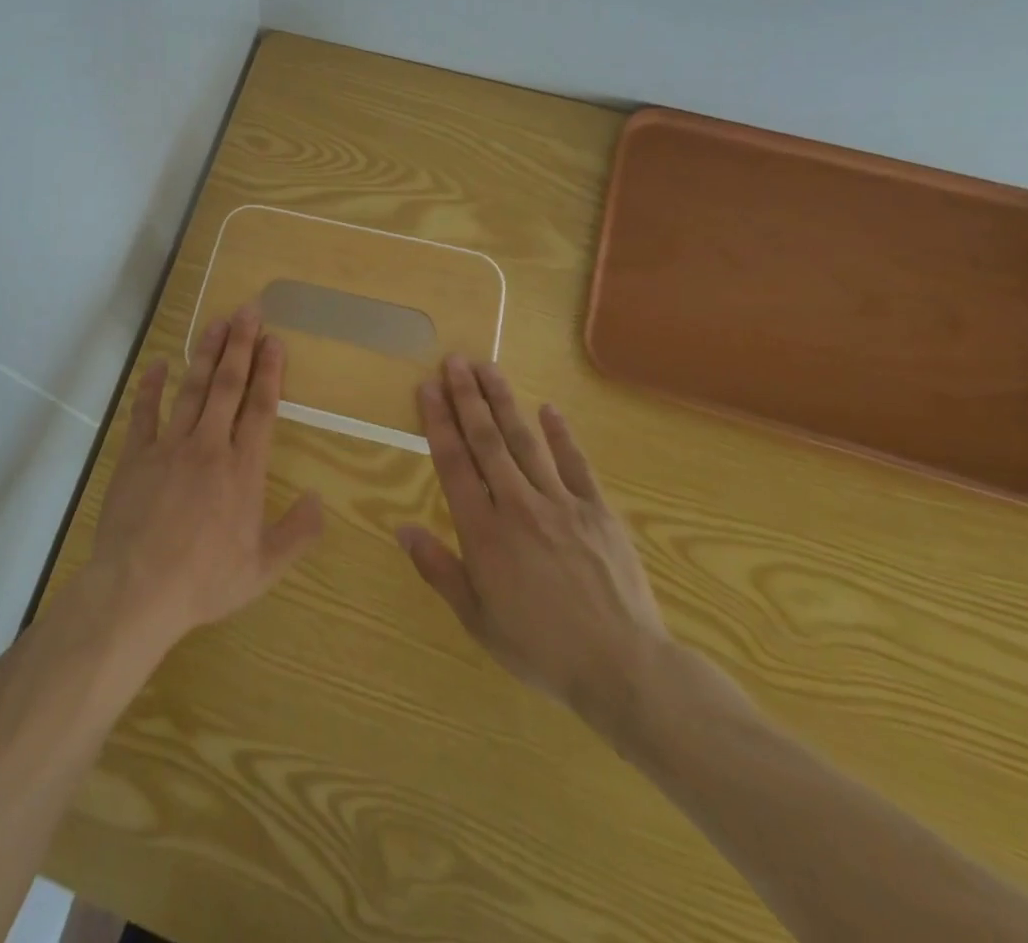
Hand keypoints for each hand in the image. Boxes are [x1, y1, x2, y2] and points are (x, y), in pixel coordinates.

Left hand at [87, 305, 324, 655]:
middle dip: (240, 345)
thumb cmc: (205, 581)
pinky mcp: (136, 456)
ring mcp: (169, 447)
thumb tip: (319, 498)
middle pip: (228, 386)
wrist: (138, 590)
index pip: (261, 409)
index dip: (270, 371)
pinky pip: (144, 412)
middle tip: (248, 310)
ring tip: (216, 324)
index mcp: (243, 470)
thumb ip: (297, 532)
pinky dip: (152, 386)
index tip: (275, 340)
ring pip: (192, 390)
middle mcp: (209, 447)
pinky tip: (159, 363)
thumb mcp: (263, 568)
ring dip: (206, 355)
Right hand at [399, 356, 671, 739]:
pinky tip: (548, 409)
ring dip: (503, 402)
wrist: (624, 668)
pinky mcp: (597, 510)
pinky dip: (561, 434)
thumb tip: (403, 528)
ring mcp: (561, 503)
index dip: (438, 421)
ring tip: (488, 368)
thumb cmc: (541, 648)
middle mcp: (517, 504)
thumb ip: (439, 569)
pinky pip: (575, 463)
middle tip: (455, 360)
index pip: (453, 463)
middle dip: (467, 397)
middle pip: (486, 440)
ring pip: (525, 440)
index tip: (427, 388)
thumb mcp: (478, 619)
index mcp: (484, 531)